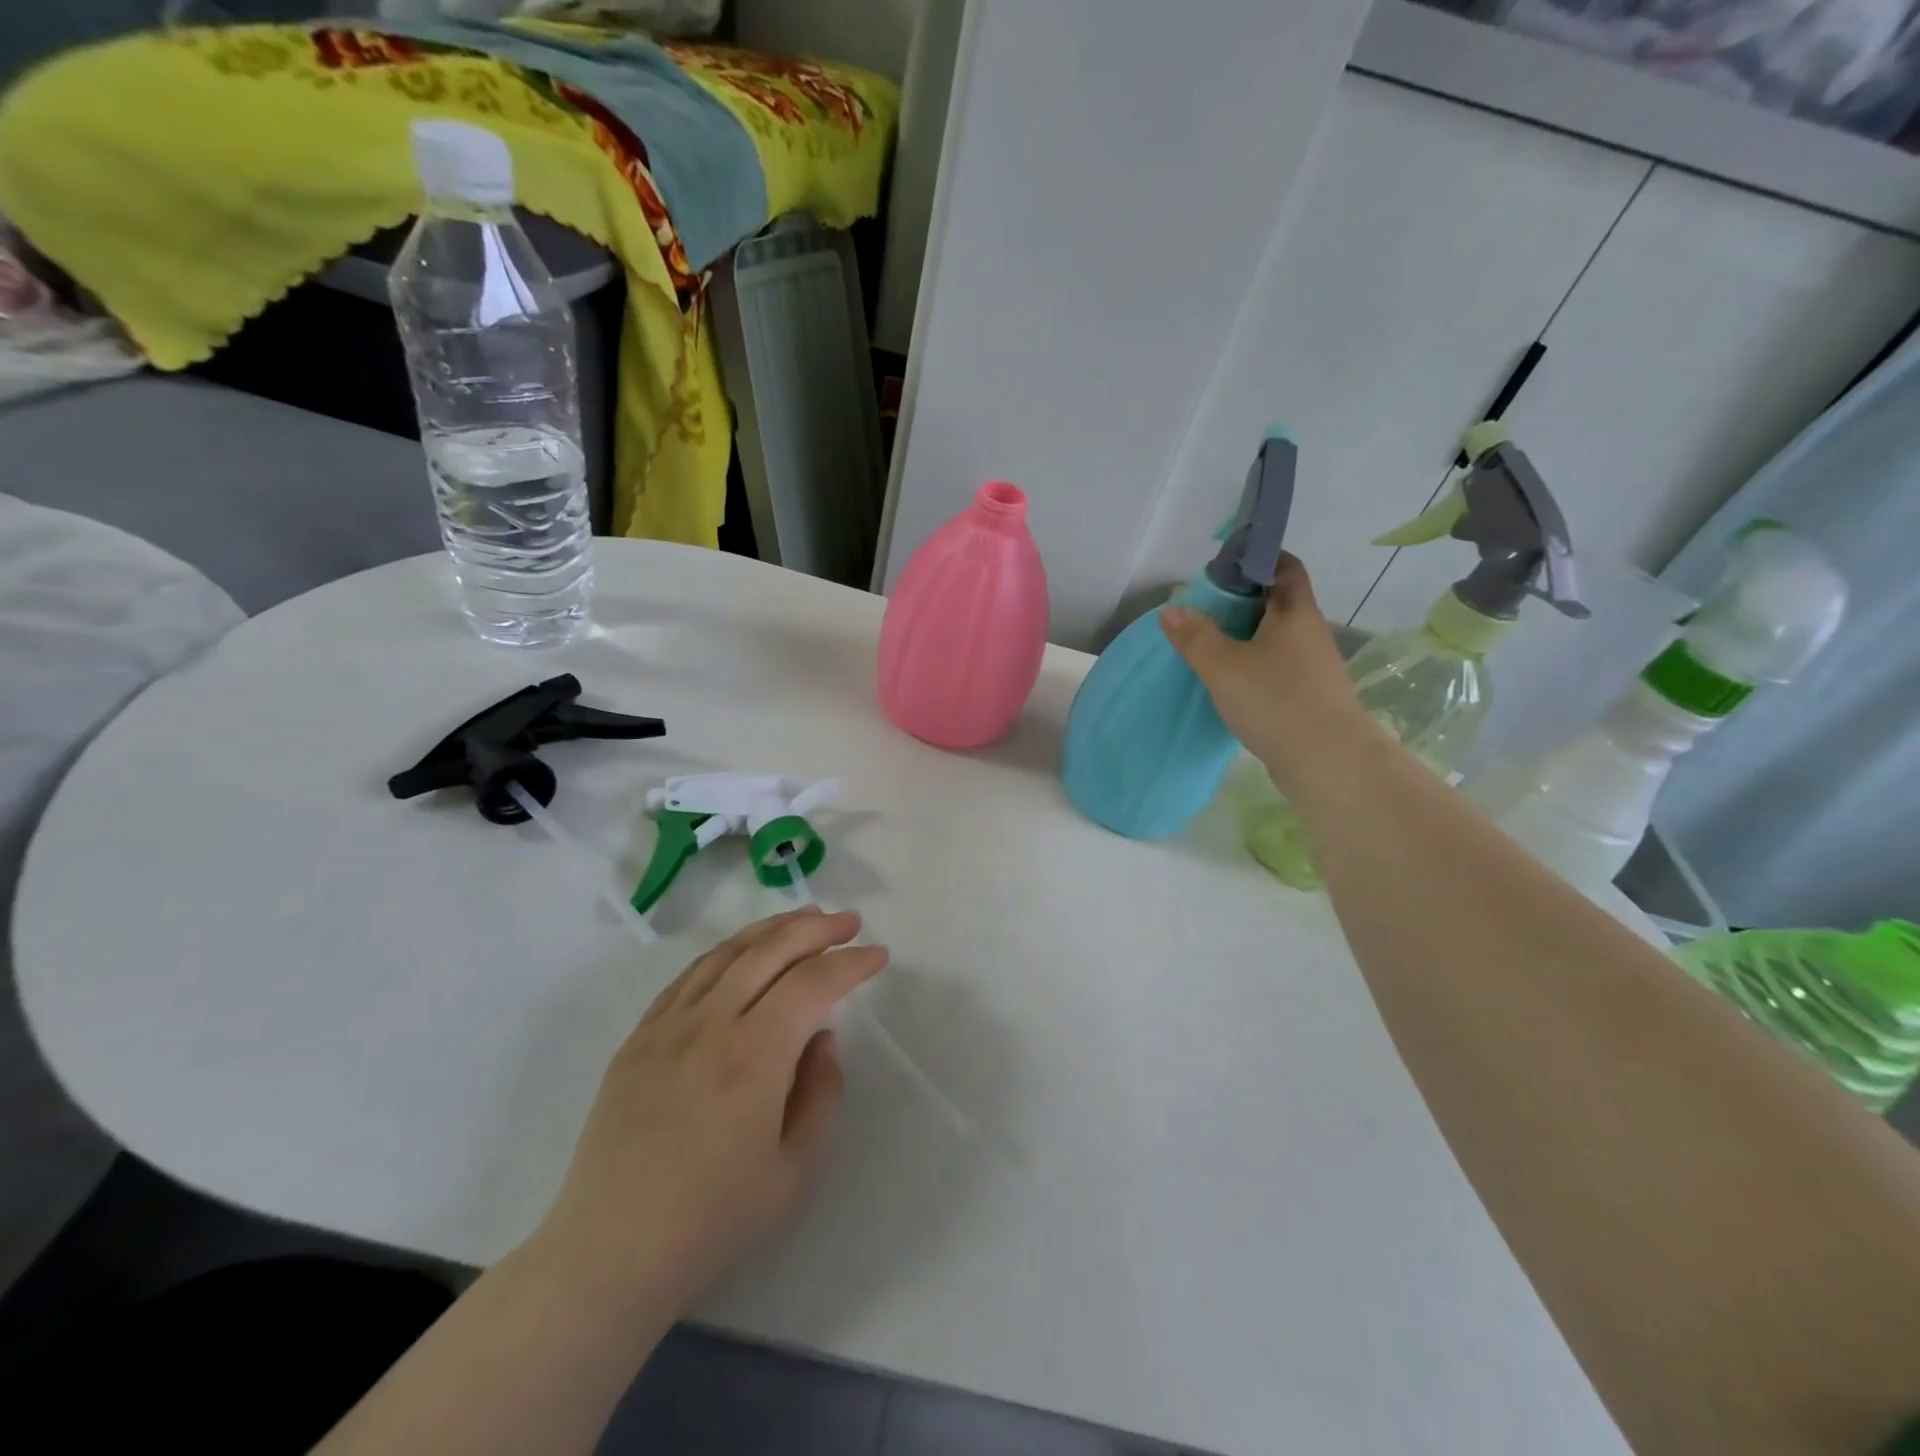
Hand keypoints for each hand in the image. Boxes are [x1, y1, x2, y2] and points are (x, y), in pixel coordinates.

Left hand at [529, 908, 886, 1311]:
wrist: (609, 1256)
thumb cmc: (713, 1222)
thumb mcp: (796, 1172)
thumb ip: (822, 1093)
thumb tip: (820, 1039)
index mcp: (754, 1056)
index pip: (813, 984)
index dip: (850, 963)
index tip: (878, 955)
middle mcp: (710, 1025)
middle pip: (770, 951)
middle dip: (817, 928)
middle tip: (849, 922)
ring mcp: (668, 1027)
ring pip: (727, 953)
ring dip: (772, 929)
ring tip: (804, 919)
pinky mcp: (639, 1039)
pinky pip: (689, 976)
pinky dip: (726, 952)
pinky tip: (741, 953)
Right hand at [1159, 554, 1376, 796]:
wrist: (1327, 762)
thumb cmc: (1276, 701)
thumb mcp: (1223, 666)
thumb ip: (1195, 637)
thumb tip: (1171, 609)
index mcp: (1295, 612)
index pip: (1284, 567)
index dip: (1257, 559)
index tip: (1223, 567)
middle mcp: (1309, 633)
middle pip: (1277, 602)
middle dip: (1242, 602)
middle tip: (1202, 610)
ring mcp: (1313, 666)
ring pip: (1276, 638)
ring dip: (1246, 637)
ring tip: (1209, 646)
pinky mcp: (1309, 695)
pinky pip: (1277, 667)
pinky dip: (1253, 665)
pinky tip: (1230, 682)